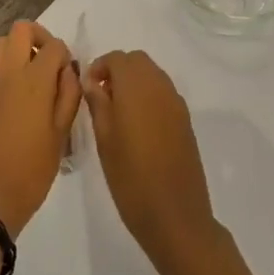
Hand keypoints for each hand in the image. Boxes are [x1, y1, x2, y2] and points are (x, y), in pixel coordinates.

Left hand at [0, 21, 80, 235]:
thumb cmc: (33, 170)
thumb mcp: (62, 134)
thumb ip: (68, 95)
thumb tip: (68, 70)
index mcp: (35, 81)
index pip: (54, 46)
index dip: (65, 56)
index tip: (67, 74)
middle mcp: (7, 73)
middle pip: (21, 30)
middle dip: (38, 38)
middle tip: (47, 62)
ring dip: (14, 51)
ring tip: (25, 77)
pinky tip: (3, 95)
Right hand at [83, 51, 218, 274]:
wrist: (175, 216)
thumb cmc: (131, 179)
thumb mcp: (104, 141)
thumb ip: (98, 104)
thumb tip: (92, 81)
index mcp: (136, 88)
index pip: (117, 58)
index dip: (99, 67)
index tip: (87, 89)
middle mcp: (159, 87)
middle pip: (138, 61)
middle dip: (118, 70)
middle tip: (101, 97)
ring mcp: (176, 103)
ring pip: (153, 75)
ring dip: (134, 82)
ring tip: (118, 112)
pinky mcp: (185, 120)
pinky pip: (164, 93)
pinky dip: (149, 96)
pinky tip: (138, 125)